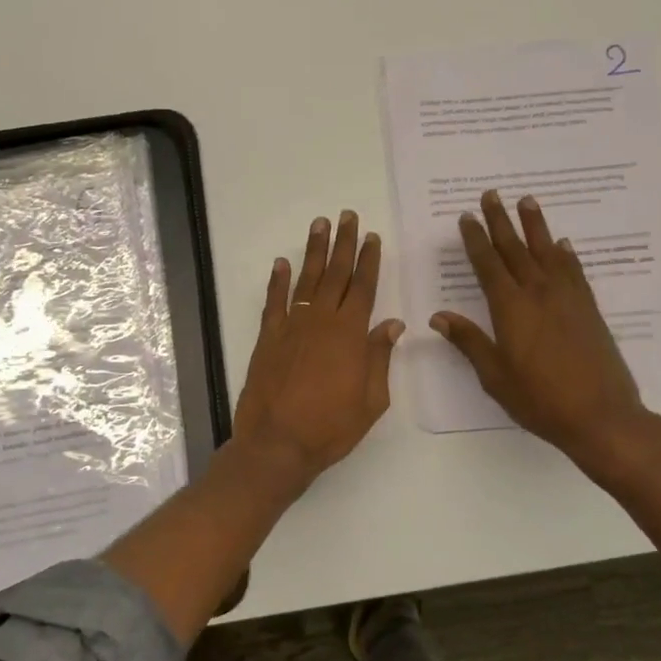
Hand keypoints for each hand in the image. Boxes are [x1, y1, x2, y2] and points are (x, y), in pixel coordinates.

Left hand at [233, 211, 403, 488]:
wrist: (277, 443)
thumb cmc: (331, 427)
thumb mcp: (371, 400)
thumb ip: (379, 357)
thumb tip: (392, 323)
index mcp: (350, 334)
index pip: (363, 287)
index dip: (369, 260)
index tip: (372, 237)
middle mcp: (321, 321)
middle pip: (336, 274)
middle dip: (344, 243)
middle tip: (347, 216)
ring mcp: (291, 326)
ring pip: (306, 280)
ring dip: (314, 252)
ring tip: (320, 225)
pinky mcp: (267, 338)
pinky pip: (274, 301)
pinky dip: (277, 281)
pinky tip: (281, 263)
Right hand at [432, 191, 655, 476]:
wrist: (600, 415)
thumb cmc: (539, 399)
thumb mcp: (495, 375)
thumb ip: (469, 341)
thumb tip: (439, 316)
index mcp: (510, 309)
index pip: (488, 265)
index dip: (476, 240)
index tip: (466, 217)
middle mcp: (539, 294)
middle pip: (516, 249)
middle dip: (501, 221)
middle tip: (491, 195)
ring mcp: (568, 298)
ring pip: (547, 252)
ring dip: (535, 226)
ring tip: (526, 201)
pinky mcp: (588, 309)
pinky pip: (574, 271)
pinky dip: (565, 254)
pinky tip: (562, 244)